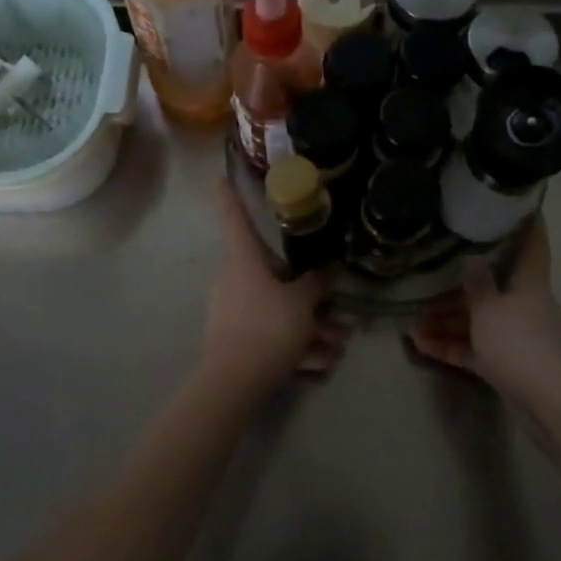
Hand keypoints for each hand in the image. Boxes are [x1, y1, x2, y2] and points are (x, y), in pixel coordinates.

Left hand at [200, 180, 349, 391]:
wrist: (234, 384)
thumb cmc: (267, 327)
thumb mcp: (301, 303)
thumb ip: (316, 284)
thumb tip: (325, 270)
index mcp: (243, 261)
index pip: (235, 219)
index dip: (231, 197)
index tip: (221, 177)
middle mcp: (234, 280)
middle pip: (274, 275)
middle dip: (309, 293)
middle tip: (337, 308)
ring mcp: (234, 311)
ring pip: (278, 308)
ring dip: (310, 326)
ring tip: (338, 345)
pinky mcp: (237, 339)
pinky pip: (272, 333)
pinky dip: (296, 346)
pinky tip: (321, 364)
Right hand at [407, 219, 560, 404]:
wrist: (549, 401)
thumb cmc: (519, 342)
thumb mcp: (488, 307)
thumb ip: (476, 282)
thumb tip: (471, 256)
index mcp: (528, 283)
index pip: (532, 244)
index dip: (528, 224)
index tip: (519, 205)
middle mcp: (524, 304)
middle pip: (491, 287)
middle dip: (457, 287)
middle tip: (426, 281)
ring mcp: (516, 336)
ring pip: (478, 321)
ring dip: (446, 322)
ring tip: (412, 325)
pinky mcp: (507, 364)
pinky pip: (474, 348)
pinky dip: (451, 346)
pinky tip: (421, 346)